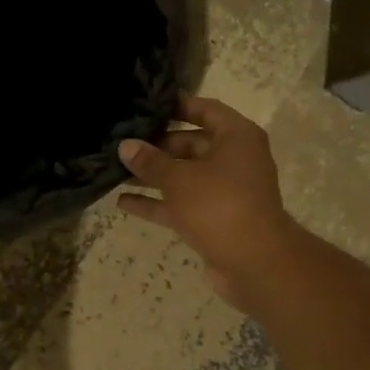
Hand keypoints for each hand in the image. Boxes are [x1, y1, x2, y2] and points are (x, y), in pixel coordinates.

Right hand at [118, 96, 299, 310]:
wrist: (255, 264)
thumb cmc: (219, 205)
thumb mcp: (179, 179)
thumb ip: (150, 161)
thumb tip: (125, 146)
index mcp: (236, 137)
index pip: (206, 110)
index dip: (177, 106)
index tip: (146, 107)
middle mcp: (234, 160)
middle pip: (191, 144)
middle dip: (156, 146)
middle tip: (121, 144)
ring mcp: (225, 192)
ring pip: (184, 177)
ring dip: (152, 176)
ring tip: (115, 172)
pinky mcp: (214, 219)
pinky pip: (181, 204)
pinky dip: (157, 203)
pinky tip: (123, 203)